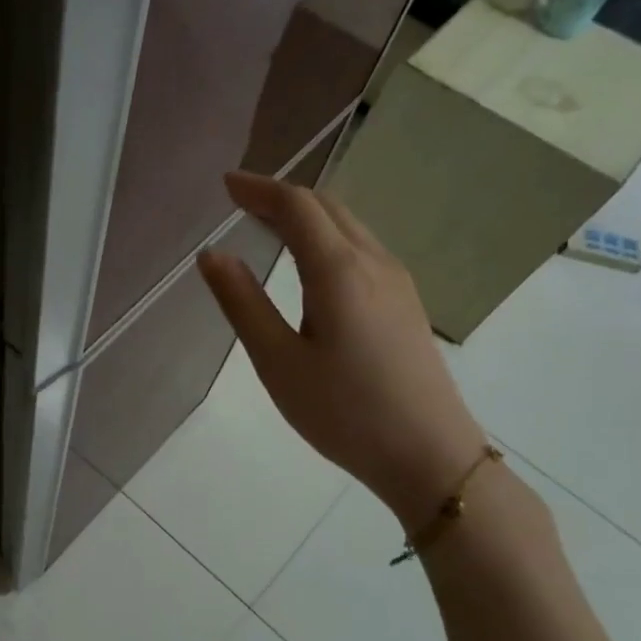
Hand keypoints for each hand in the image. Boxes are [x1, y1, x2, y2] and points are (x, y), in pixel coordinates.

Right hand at [198, 171, 486, 527]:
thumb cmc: (344, 412)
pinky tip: (311, 262)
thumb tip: (211, 254)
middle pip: (327, 207)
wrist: (429, 456)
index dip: (259, 189)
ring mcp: (397, 281)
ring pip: (349, 225)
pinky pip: (362, 247)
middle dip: (281, 196)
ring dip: (307, 214)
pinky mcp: (406, 303)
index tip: (225, 184)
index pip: (297, 207)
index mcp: (339, 271)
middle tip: (240, 202)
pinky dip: (327, 236)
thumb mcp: (278, 362)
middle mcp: (374, 262)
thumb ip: (242, 303)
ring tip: (269, 224)